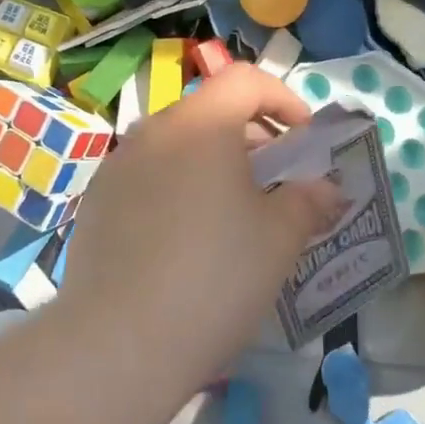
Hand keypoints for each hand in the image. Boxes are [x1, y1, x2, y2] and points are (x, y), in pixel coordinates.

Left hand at [56, 65, 343, 401]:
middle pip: (210, 111)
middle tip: (276, 182)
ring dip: (213, 164)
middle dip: (251, 137)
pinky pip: (149, 176)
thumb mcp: (278, 240)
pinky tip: (185, 239)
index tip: (304, 138)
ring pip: (177, 145)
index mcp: (200, 124)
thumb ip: (308, 201)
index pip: (245, 80)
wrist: (119, 342)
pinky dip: (177, 187)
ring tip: (233, 214)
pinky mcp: (97, 200)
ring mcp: (118, 164)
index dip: (283, 98)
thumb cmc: (214, 278)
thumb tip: (326, 188)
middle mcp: (154, 130)